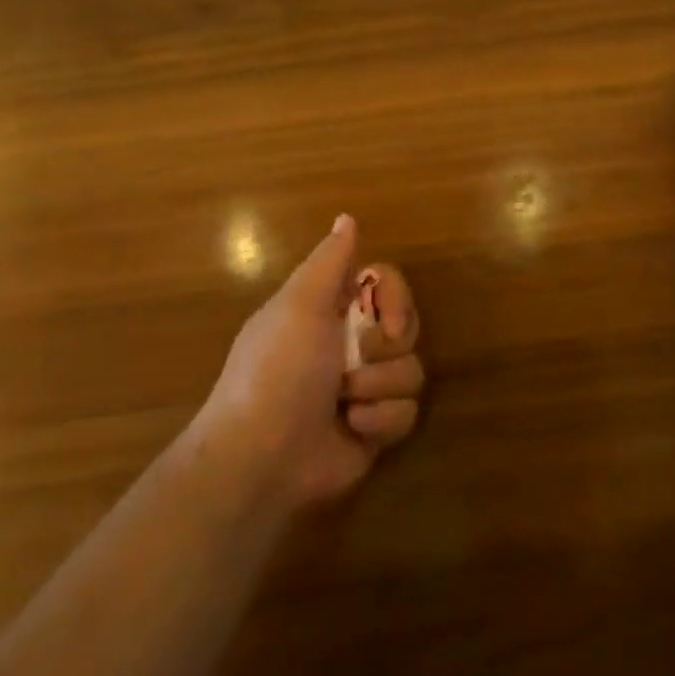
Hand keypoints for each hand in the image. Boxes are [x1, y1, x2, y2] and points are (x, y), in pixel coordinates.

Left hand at [197, 215, 423, 510]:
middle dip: (386, 347)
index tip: (384, 318)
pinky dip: (381, 420)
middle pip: (407, 327)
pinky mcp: (377, 427)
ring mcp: (367, 388)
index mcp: (332, 310)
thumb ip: (329, 261)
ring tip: (345, 404)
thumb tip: (346, 217)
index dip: (395, 299)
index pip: (388, 284)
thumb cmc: (278, 371)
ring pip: (412, 371)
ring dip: (379, 387)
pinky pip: (408, 412)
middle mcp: (352, 344)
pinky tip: (352, 429)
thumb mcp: (299, 305)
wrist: (262, 458)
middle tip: (356, 361)